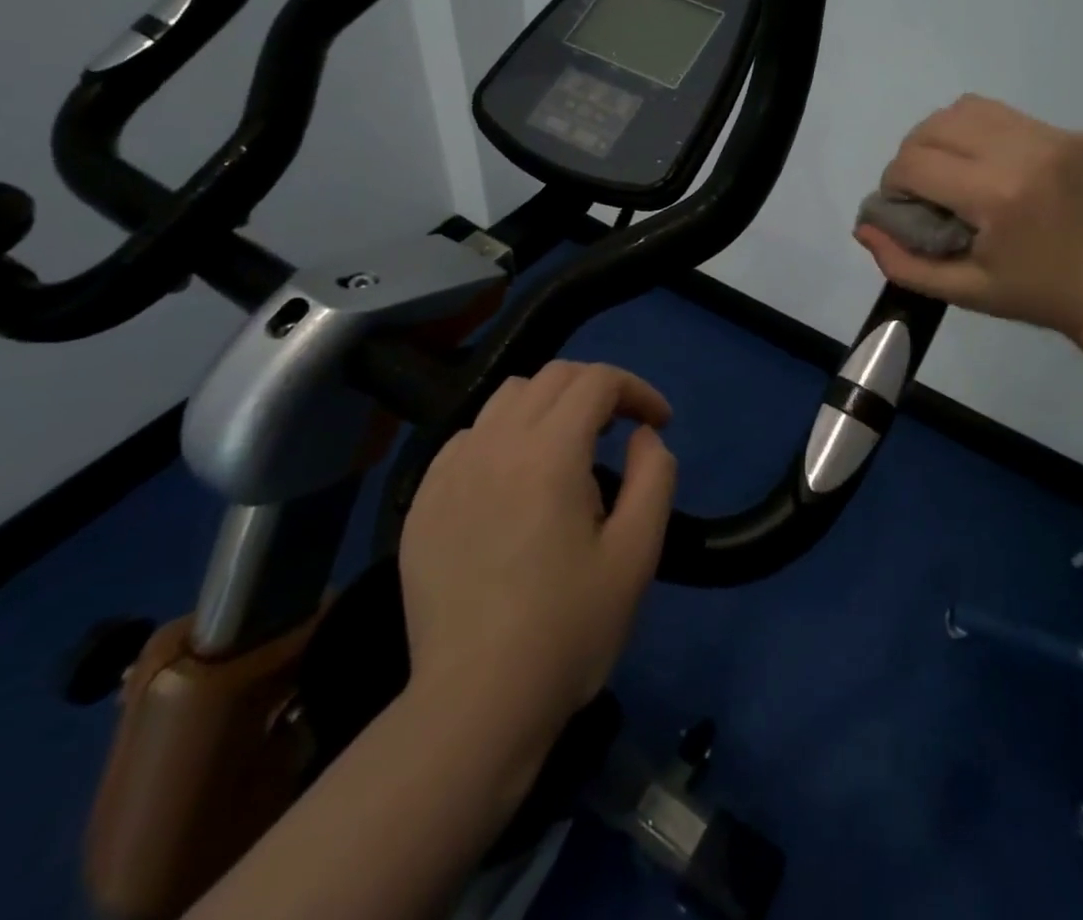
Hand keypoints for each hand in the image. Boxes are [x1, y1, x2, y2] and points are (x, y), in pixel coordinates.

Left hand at [398, 361, 676, 743]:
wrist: (475, 705)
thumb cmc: (568, 630)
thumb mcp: (637, 554)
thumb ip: (654, 478)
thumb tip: (644, 437)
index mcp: (550, 453)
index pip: (597, 381)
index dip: (637, 390)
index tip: (659, 424)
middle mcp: (495, 445)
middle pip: (553, 377)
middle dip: (597, 390)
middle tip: (621, 430)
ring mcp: (451, 471)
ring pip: (506, 398)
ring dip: (549, 405)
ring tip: (569, 449)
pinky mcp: (423, 501)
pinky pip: (468, 437)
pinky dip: (503, 435)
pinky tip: (514, 479)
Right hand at [854, 94, 1082, 339]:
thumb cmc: (1037, 295)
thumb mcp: (965, 292)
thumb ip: (904, 263)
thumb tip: (864, 227)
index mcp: (997, 196)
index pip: (914, 163)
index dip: (893, 184)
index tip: (903, 208)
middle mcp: (1022, 152)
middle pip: (933, 126)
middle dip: (911, 156)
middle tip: (921, 190)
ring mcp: (1050, 136)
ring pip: (964, 108)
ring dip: (941, 136)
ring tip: (949, 170)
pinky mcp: (1068, 132)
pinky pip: (1001, 114)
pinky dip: (976, 132)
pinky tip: (985, 164)